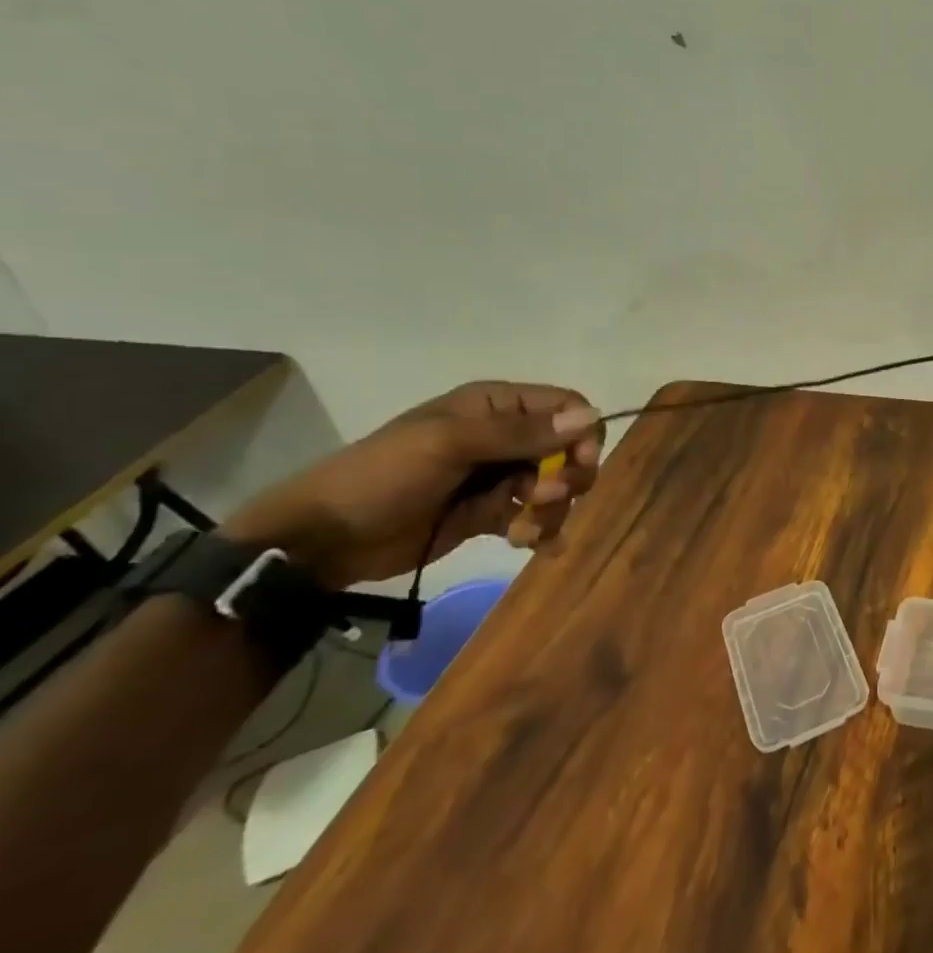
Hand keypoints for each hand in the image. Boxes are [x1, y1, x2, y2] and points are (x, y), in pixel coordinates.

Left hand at [223, 382, 604, 588]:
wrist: (322, 540)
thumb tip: (591, 417)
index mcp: (495, 406)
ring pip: (554, 486)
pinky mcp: (489, 513)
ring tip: (525, 532)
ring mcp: (497, 475)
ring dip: (551, 510)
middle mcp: (504, 436)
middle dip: (566, 477)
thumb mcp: (451, 445)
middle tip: (543, 499)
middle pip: (567, 449)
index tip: (577, 464)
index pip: (566, 406)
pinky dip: (540, 532)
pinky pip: (533, 517)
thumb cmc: (383, 476)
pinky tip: (532, 546)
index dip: (582, 433)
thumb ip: (521, 433)